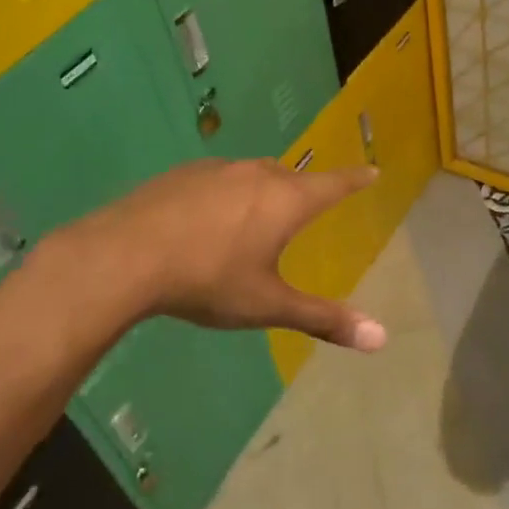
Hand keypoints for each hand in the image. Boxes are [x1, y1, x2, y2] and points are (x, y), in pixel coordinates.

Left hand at [50, 158, 386, 352]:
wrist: (127, 255)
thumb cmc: (208, 279)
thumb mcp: (267, 305)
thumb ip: (323, 318)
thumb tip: (381, 338)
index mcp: (285, 200)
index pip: (333, 184)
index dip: (354, 179)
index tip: (371, 171)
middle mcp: (255, 174)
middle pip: (291, 177)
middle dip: (304, 190)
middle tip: (308, 205)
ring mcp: (216, 170)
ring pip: (252, 175)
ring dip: (263, 190)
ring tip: (256, 216)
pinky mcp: (182, 174)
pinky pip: (218, 179)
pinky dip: (226, 193)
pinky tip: (207, 219)